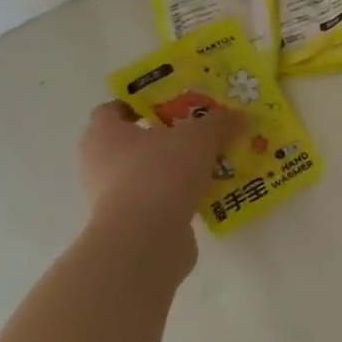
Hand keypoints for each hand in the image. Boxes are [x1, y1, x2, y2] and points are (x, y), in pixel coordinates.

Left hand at [77, 101, 246, 262]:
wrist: (145, 239)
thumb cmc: (161, 172)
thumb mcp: (200, 137)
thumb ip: (220, 123)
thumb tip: (240, 116)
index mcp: (104, 134)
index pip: (115, 108)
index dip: (144, 102)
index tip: (177, 102)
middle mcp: (101, 163)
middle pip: (137, 141)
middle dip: (171, 135)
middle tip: (204, 129)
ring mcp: (114, 196)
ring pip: (151, 171)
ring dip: (180, 166)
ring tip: (216, 160)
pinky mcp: (132, 223)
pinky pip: (161, 198)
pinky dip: (182, 193)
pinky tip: (213, 189)